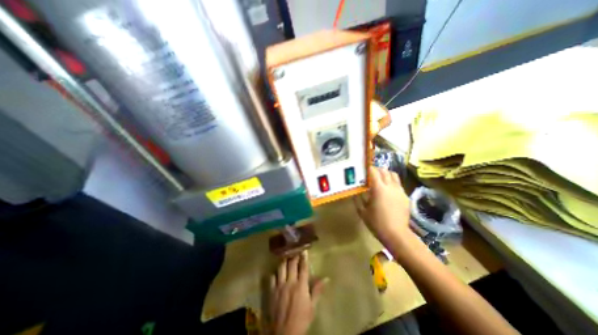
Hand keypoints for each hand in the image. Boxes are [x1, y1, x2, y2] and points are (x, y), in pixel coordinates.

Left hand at [272, 251, 325, 333]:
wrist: (284, 334)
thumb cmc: (301, 320)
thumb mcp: (312, 307)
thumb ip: (317, 290)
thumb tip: (326, 278)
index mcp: (301, 286)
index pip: (303, 267)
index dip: (304, 257)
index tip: (304, 249)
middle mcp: (290, 282)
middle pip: (291, 264)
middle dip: (294, 255)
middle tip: (295, 249)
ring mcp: (279, 286)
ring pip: (281, 267)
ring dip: (284, 261)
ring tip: (286, 257)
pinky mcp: (272, 291)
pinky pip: (272, 277)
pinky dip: (275, 273)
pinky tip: (276, 272)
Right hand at [354, 168, 411, 246]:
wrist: (396, 234)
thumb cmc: (376, 223)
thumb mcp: (362, 211)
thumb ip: (358, 199)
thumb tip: (356, 192)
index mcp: (379, 189)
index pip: (373, 172)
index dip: (368, 168)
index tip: (363, 168)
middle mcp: (390, 186)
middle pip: (384, 171)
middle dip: (377, 169)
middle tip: (370, 173)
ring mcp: (400, 191)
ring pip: (394, 175)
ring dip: (386, 174)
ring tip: (380, 179)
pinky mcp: (405, 196)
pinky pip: (398, 184)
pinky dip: (392, 182)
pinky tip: (388, 190)